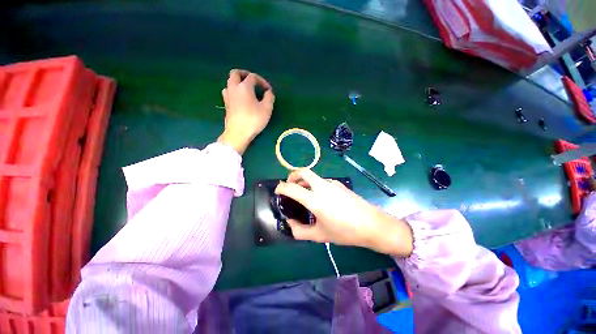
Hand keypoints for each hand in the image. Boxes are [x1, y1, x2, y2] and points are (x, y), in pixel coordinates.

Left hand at [217, 69, 274, 153]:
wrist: (238, 133)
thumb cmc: (253, 120)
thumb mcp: (267, 109)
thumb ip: (269, 97)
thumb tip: (268, 92)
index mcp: (244, 87)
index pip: (252, 77)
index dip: (262, 81)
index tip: (268, 90)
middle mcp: (233, 88)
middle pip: (235, 73)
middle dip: (245, 74)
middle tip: (253, 81)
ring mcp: (227, 96)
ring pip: (230, 82)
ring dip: (238, 82)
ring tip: (247, 90)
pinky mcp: (226, 105)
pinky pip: (228, 92)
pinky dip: (235, 91)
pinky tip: (241, 99)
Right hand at [274, 169, 413, 256]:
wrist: (372, 224)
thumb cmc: (345, 232)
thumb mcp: (320, 235)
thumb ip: (300, 231)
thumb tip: (290, 224)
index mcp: (316, 200)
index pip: (292, 188)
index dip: (281, 187)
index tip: (277, 191)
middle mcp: (323, 187)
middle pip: (304, 171)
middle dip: (293, 175)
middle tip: (289, 185)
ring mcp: (332, 184)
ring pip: (313, 176)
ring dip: (304, 181)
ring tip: (303, 194)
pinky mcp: (339, 184)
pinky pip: (322, 181)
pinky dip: (314, 185)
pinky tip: (319, 198)